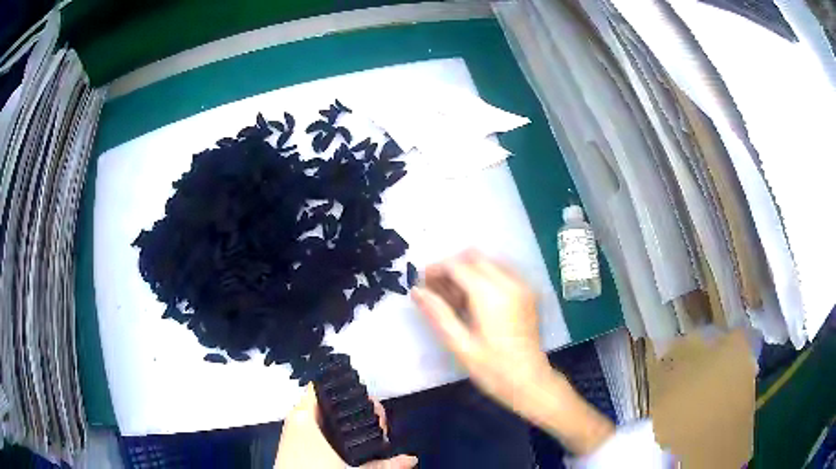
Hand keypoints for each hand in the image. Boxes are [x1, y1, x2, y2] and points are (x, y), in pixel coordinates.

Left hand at [275, 384, 417, 468]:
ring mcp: (293, 431)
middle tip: (379, 422)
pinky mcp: (294, 444)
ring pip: (322, 416)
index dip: (348, 390)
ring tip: (370, 432)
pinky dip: (333, 430)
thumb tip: (412, 459)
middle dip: (355, 409)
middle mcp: (297, 419)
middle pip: (328, 402)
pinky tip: (350, 442)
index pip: (323, 387)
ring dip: (346, 422)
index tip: (371, 403)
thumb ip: (383, 465)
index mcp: (304, 416)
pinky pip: (316, 428)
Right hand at [412, 250, 613, 454]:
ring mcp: (522, 285)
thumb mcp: (460, 344)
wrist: (529, 381)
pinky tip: (475, 299)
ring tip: (454, 296)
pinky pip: (502, 271)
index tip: (422, 282)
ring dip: (468, 269)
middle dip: (451, 267)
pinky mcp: (528, 292)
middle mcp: (509, 282)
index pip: (458, 266)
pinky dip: (484, 275)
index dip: (436, 269)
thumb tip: (416, 291)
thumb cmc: (492, 368)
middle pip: (474, 257)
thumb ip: (437, 313)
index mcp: (491, 295)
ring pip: (488, 261)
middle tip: (436, 289)